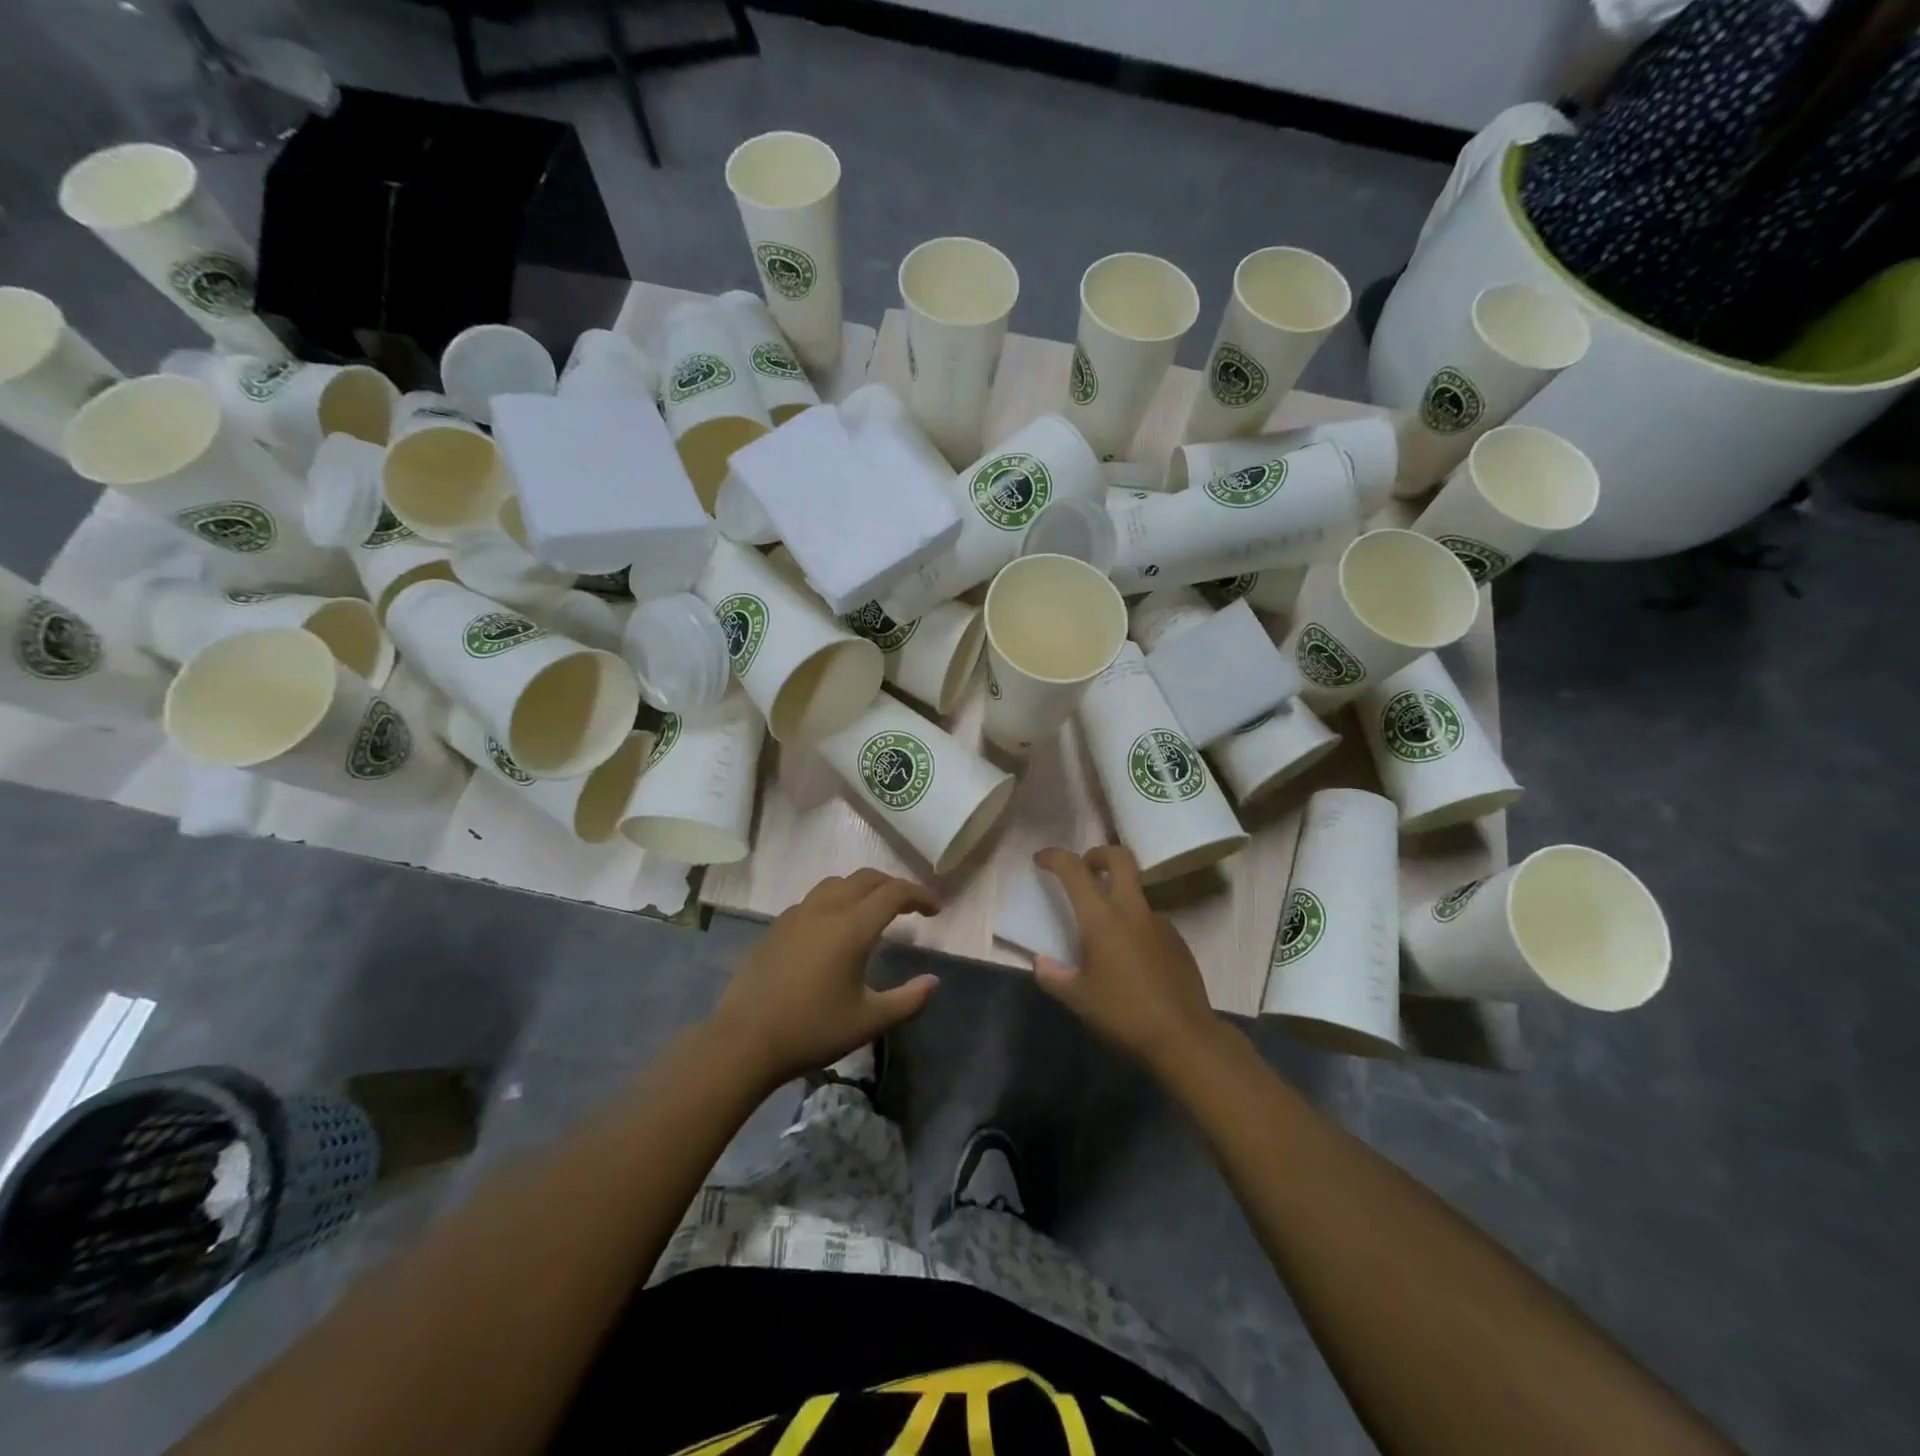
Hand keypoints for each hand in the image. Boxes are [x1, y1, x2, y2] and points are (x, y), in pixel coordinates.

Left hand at [711, 869, 940, 1084]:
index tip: (935, 910)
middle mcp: (825, 909)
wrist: (744, 1040)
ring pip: (837, 883)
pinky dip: (837, 899)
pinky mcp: (777, 926)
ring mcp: (797, 914)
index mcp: (852, 927)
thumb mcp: (868, 1021)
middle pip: (866, 878)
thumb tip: (933, 981)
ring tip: (874, 910)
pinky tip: (835, 928)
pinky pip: (815, 898)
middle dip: (893, 885)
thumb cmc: (812, 1030)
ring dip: (863, 888)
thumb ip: (908, 1000)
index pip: (893, 893)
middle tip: (910, 906)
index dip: (919, 895)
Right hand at [1033, 845, 1223, 1073]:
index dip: (1054, 857)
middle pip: (1120, 858)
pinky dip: (1135, 924)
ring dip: (1118, 894)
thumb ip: (1054, 976)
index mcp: (1102, 919)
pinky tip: (1131, 957)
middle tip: (1084, 868)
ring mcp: (1160, 923)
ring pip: (1137, 891)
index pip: (1074, 870)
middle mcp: (1132, 911)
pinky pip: (1150, 920)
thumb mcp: (1078, 1000)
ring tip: (1105, 930)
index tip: (1040, 860)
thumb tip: (1042, 962)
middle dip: (1098, 854)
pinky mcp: (1178, 941)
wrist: (1184, 1038)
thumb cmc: (1123, 1014)